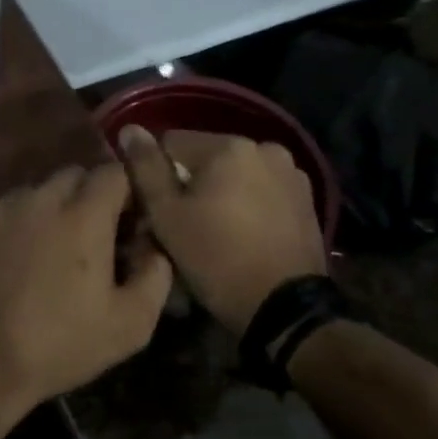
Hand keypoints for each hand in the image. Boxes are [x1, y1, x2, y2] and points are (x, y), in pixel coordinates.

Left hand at [0, 163, 173, 413]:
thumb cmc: (55, 345)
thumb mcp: (128, 326)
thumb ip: (155, 276)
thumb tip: (155, 248)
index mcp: (82, 214)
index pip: (114, 173)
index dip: (127, 193)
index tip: (129, 222)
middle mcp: (36, 199)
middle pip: (72, 177)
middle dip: (88, 198)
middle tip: (90, 239)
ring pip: (32, 195)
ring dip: (46, 214)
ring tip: (45, 256)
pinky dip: (10, 232)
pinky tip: (6, 269)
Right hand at [119, 127, 326, 335]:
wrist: (285, 308)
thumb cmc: (217, 258)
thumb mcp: (167, 216)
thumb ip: (145, 168)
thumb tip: (130, 129)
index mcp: (230, 145)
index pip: (172, 142)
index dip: (157, 174)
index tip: (158, 208)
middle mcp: (265, 147)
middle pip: (207, 157)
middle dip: (192, 182)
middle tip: (185, 224)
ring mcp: (291, 173)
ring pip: (236, 174)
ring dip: (222, 192)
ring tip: (216, 232)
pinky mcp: (307, 200)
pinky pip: (262, 190)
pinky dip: (248, 204)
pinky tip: (244, 235)